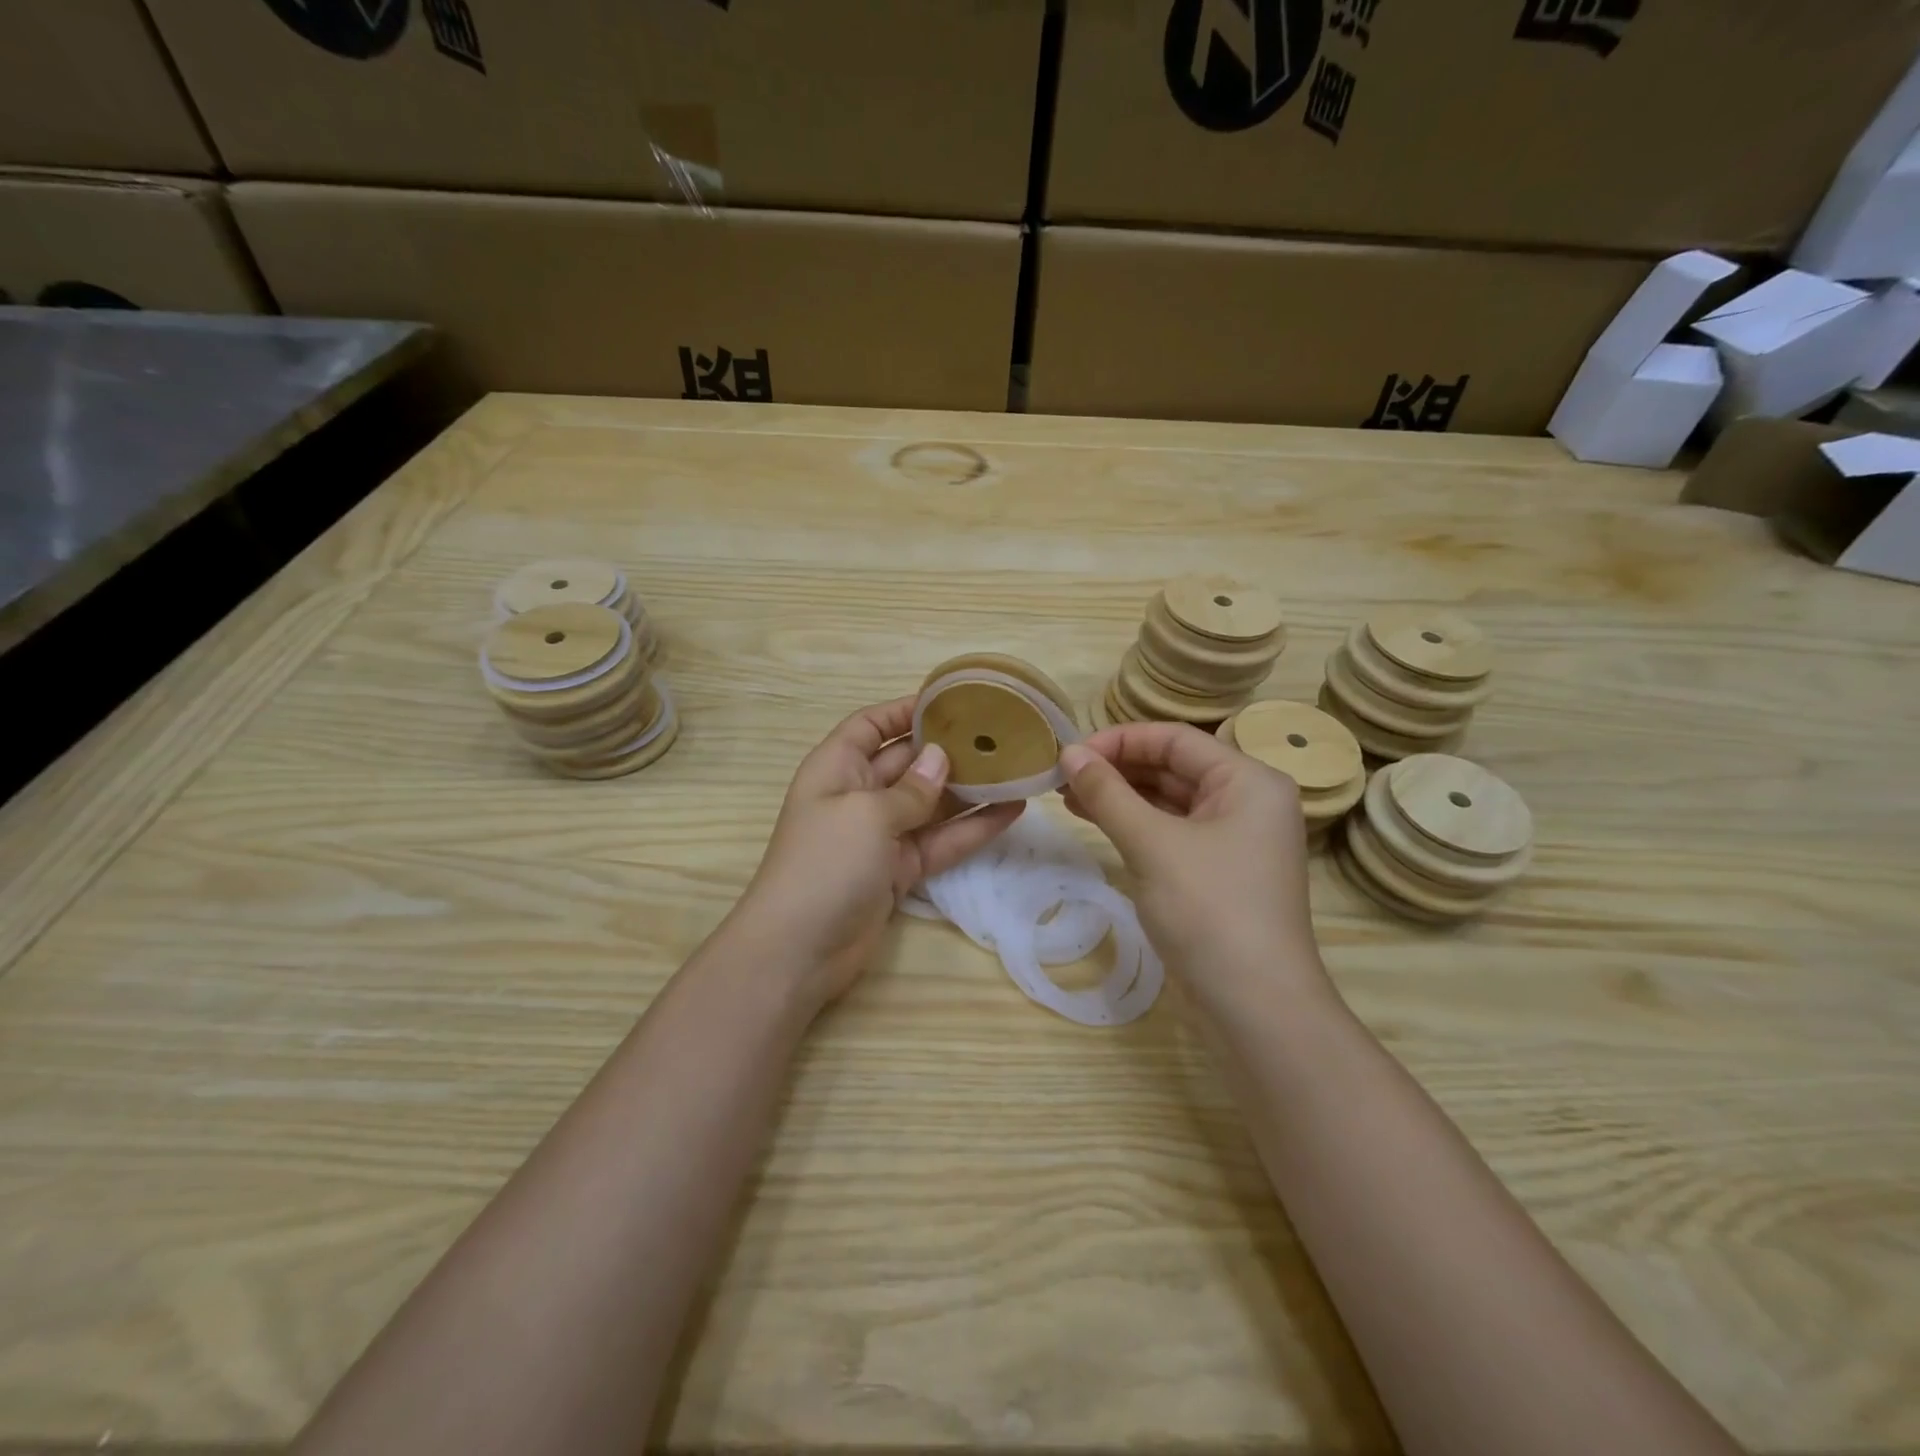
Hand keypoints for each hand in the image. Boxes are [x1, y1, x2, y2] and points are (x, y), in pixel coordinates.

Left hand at [738, 698, 1022, 1004]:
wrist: (800, 950)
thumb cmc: (824, 863)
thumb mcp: (866, 814)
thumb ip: (910, 788)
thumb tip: (940, 758)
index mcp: (838, 767)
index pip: (872, 725)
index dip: (906, 710)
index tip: (953, 702)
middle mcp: (860, 794)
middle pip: (908, 761)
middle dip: (949, 748)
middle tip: (1000, 735)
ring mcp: (882, 834)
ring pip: (932, 802)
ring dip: (970, 789)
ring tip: (1016, 769)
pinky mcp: (901, 869)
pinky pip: (941, 840)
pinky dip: (973, 828)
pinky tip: (1011, 812)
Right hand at [1059, 722, 1329, 1004]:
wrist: (1256, 1006)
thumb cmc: (1210, 910)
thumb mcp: (1152, 844)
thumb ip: (1108, 793)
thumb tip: (1068, 753)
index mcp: (1249, 780)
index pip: (1174, 739)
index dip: (1118, 740)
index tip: (1068, 755)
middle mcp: (1248, 801)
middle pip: (1173, 766)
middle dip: (1117, 768)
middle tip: (1062, 778)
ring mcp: (1235, 839)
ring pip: (1170, 801)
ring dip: (1121, 796)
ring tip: (1068, 798)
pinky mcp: (1219, 871)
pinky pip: (1172, 832)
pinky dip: (1135, 824)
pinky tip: (1098, 822)